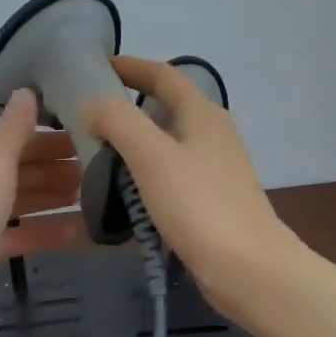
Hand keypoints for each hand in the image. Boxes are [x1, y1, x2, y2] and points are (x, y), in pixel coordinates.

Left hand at [0, 89, 83, 329]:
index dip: (52, 140)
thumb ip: (15, 126)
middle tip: (98, 172)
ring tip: (92, 199)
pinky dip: (44, 232)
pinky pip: (19, 234)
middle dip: (56, 170)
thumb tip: (26, 89)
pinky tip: (77, 233)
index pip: (16, 139)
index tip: (90, 142)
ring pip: (21, 202)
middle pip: (20, 170)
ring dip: (53, 199)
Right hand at [80, 55, 298, 316]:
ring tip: (96, 154)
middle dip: (128, 107)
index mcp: (203, 114)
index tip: (97, 67)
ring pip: (166, 145)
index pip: (164, 75)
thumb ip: (118, 121)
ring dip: (134, 144)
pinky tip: (122, 194)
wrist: (248, 270)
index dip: (131, 66)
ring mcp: (215, 170)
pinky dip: (144, 176)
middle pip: (166, 108)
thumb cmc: (200, 206)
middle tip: (87, 115)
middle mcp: (212, 135)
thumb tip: (92, 104)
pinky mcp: (211, 202)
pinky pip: (169, 177)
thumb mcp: (152, 156)